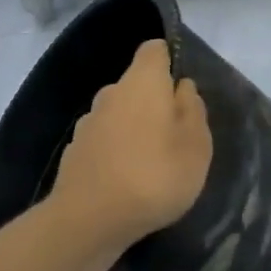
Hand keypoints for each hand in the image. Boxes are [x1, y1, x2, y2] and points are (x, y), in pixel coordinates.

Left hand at [50, 39, 212, 248]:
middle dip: (155, 102)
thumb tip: (182, 87)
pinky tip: (126, 181)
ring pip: (119, 114)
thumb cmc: (155, 176)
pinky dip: (116, 152)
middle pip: (136, 85)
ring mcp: (88, 122)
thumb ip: (193, 111)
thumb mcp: (196, 146)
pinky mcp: (74, 152)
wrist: (89, 220)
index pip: (154, 50)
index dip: (170, 61)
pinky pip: (103, 141)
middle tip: (176, 136)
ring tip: (152, 164)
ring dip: (134, 129)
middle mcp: (110, 93)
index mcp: (142, 82)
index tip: (184, 91)